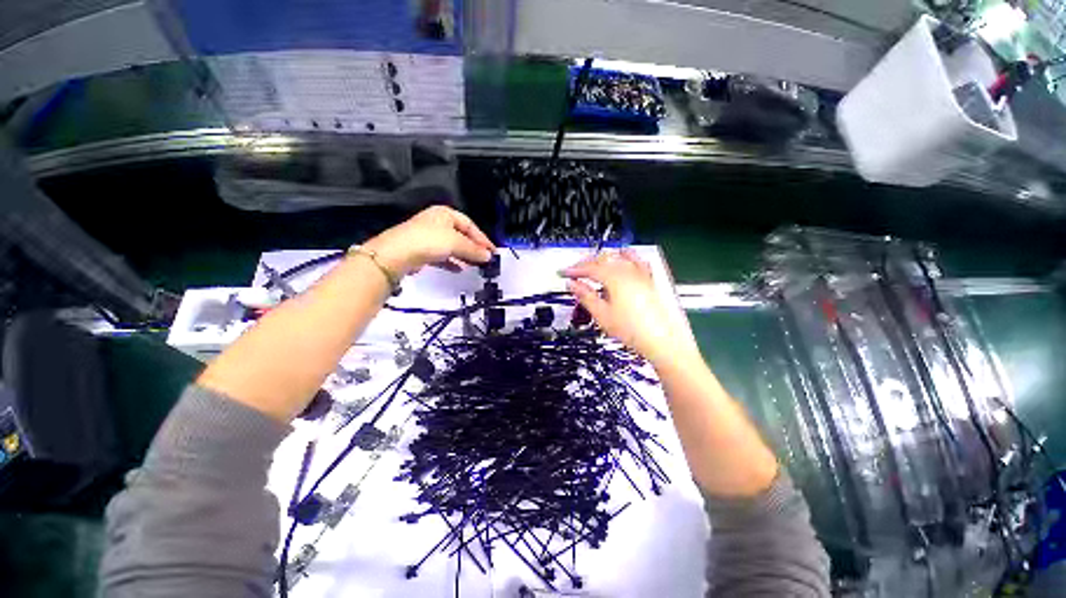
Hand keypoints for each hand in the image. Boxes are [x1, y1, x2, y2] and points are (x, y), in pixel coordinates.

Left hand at [362, 206, 495, 276]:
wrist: (397, 254)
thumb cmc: (429, 241)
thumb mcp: (456, 243)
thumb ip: (474, 250)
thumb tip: (489, 256)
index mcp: (445, 213)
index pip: (470, 225)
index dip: (482, 238)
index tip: (492, 251)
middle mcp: (437, 222)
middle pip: (461, 235)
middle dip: (474, 248)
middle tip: (485, 259)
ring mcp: (428, 236)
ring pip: (452, 246)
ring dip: (464, 256)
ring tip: (475, 266)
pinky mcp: (422, 250)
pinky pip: (442, 256)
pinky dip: (452, 262)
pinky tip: (459, 269)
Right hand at [563, 250, 698, 366]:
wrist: (661, 340)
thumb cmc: (634, 330)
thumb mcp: (602, 315)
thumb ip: (585, 296)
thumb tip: (573, 285)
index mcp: (615, 278)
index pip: (589, 268)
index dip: (574, 270)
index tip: (564, 273)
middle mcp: (628, 271)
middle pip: (602, 259)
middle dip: (585, 263)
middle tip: (574, 271)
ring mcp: (641, 274)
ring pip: (617, 256)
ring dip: (603, 258)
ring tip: (593, 264)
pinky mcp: (649, 280)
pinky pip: (637, 260)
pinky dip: (626, 257)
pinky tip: (623, 259)